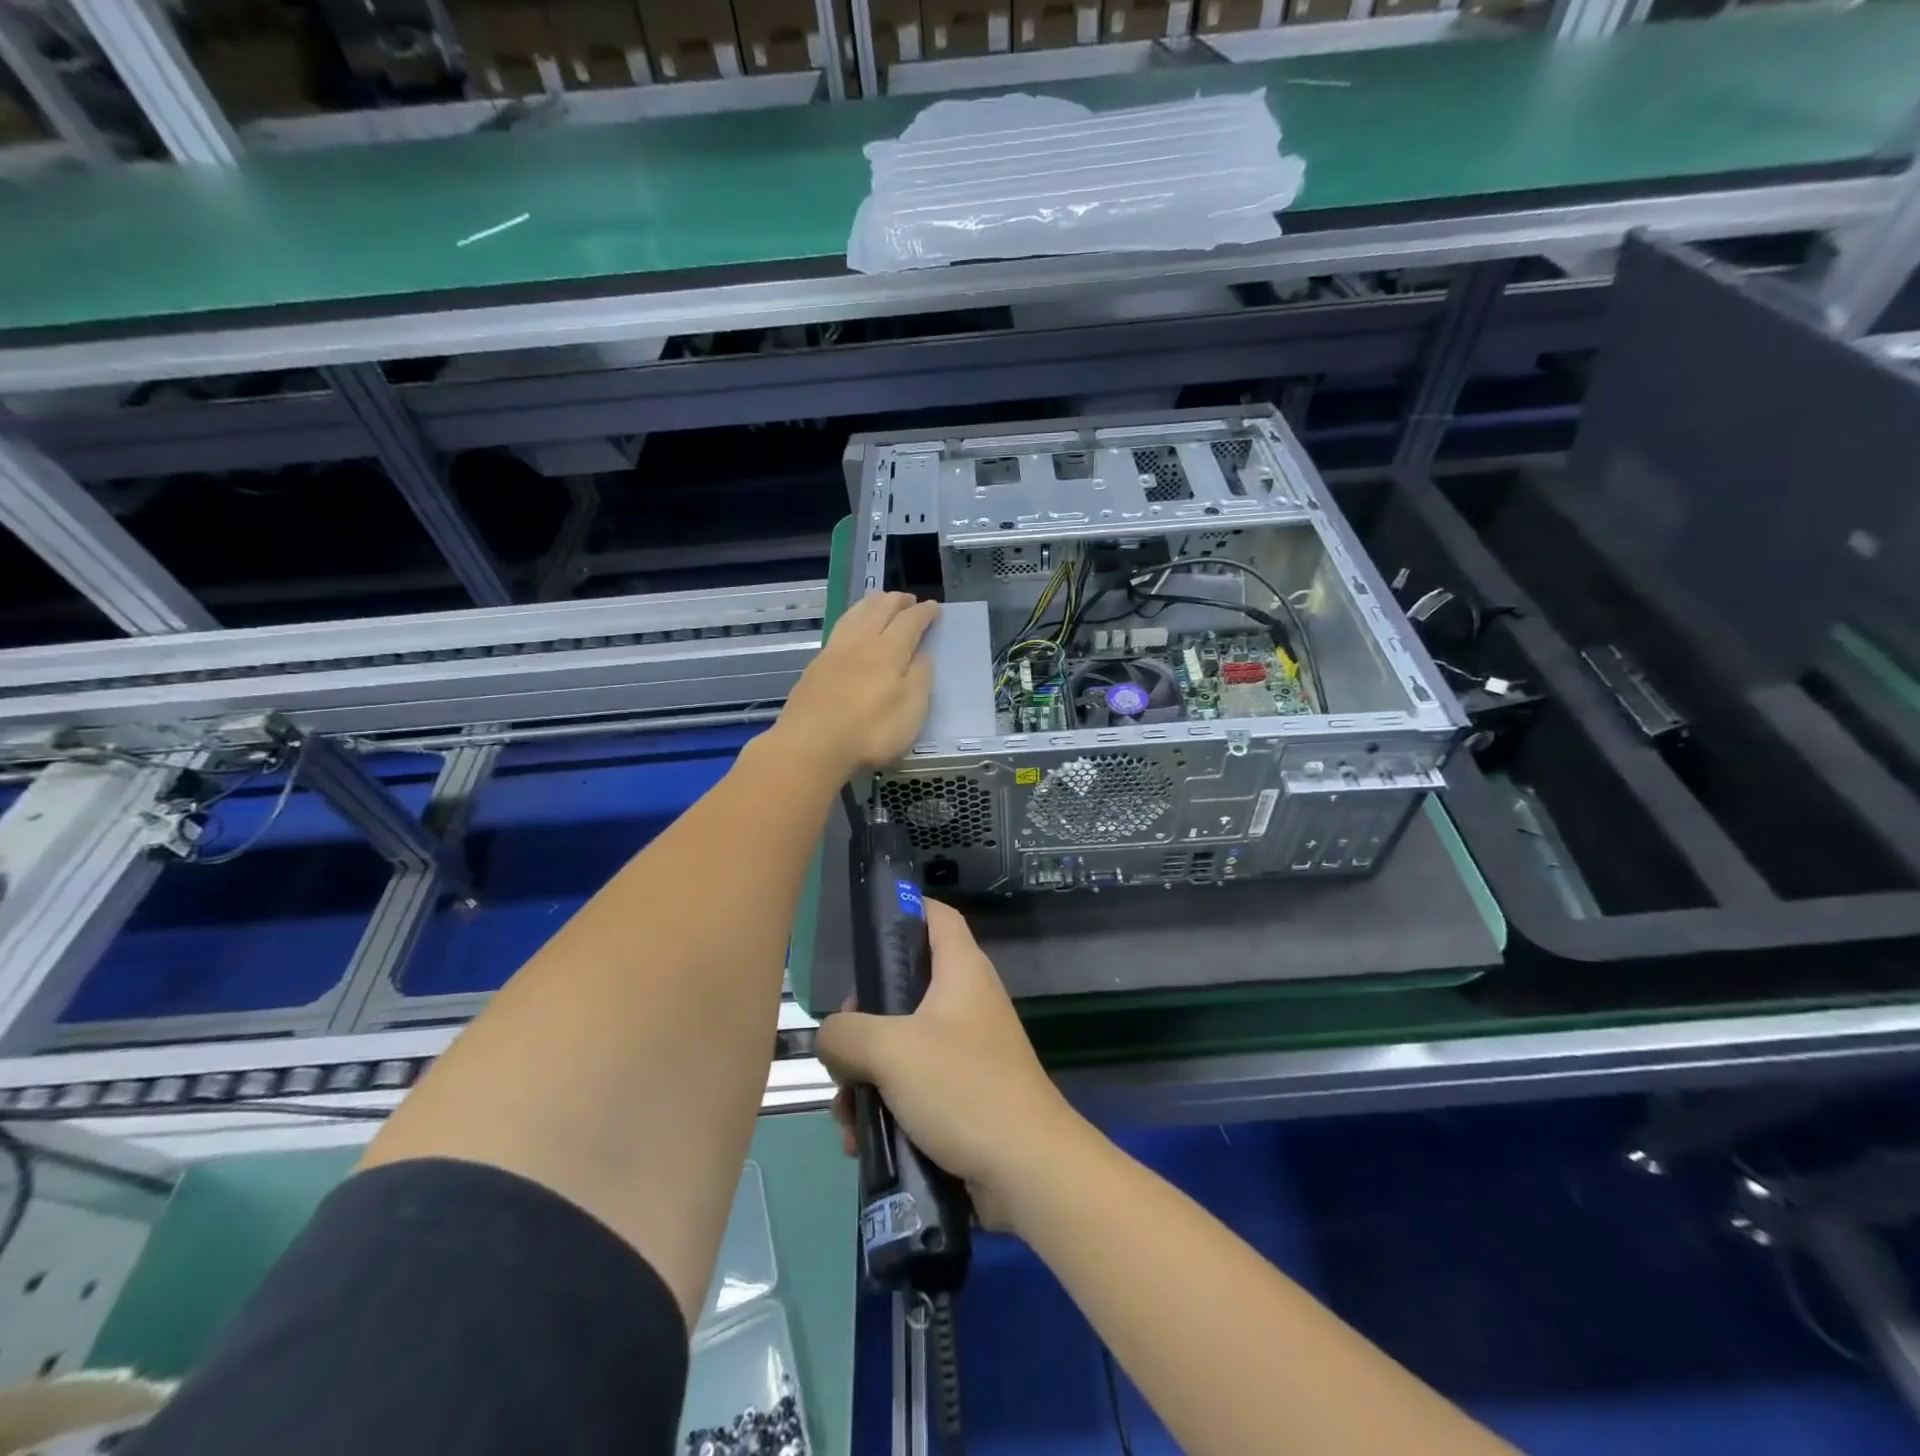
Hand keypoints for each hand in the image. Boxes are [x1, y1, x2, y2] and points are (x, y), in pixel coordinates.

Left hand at [772, 591, 937, 782]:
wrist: (811, 745)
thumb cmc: (870, 732)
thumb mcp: (910, 711)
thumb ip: (920, 679)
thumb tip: (923, 656)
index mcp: (889, 651)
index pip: (910, 622)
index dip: (925, 613)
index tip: (935, 607)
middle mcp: (861, 642)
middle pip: (880, 609)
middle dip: (897, 601)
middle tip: (909, 599)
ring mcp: (834, 651)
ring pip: (855, 614)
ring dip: (871, 603)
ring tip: (880, 602)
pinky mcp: (816, 665)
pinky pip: (839, 628)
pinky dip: (853, 618)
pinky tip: (852, 627)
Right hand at [817, 900, 1086, 1229]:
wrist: (1026, 1170)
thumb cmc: (962, 1088)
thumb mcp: (891, 1050)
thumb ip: (845, 1034)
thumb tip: (830, 1039)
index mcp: (961, 971)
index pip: (936, 916)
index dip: (903, 910)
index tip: (864, 931)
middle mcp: (965, 1002)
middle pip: (903, 988)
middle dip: (862, 1022)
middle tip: (842, 1050)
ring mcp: (966, 1050)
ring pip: (900, 1046)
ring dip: (865, 1078)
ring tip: (846, 1115)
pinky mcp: (962, 1095)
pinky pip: (912, 1087)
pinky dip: (885, 1107)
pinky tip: (862, 1142)